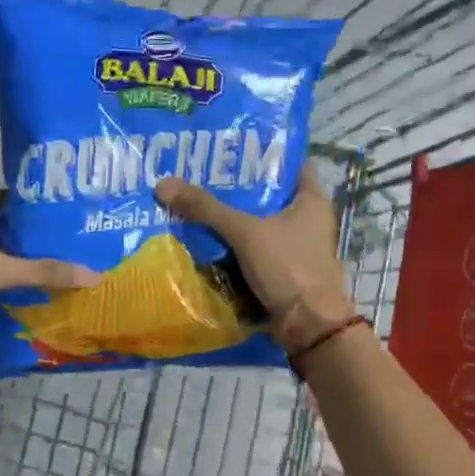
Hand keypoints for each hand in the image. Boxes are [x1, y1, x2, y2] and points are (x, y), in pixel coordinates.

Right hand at [155, 165, 356, 354]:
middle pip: (269, 196)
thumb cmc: (288, 266)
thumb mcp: (245, 232)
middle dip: (238, 189)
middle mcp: (308, 219)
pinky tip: (207, 240)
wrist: (308, 325)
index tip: (230, 149)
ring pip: (259, 225)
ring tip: (197, 204)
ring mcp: (297, 247)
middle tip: (201, 176)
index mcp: (311, 199)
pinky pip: (255, 251)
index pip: (289, 164)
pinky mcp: (284, 271)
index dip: (262, 154)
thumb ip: (206, 208)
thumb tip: (163, 185)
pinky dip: (235, 247)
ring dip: (234, 220)